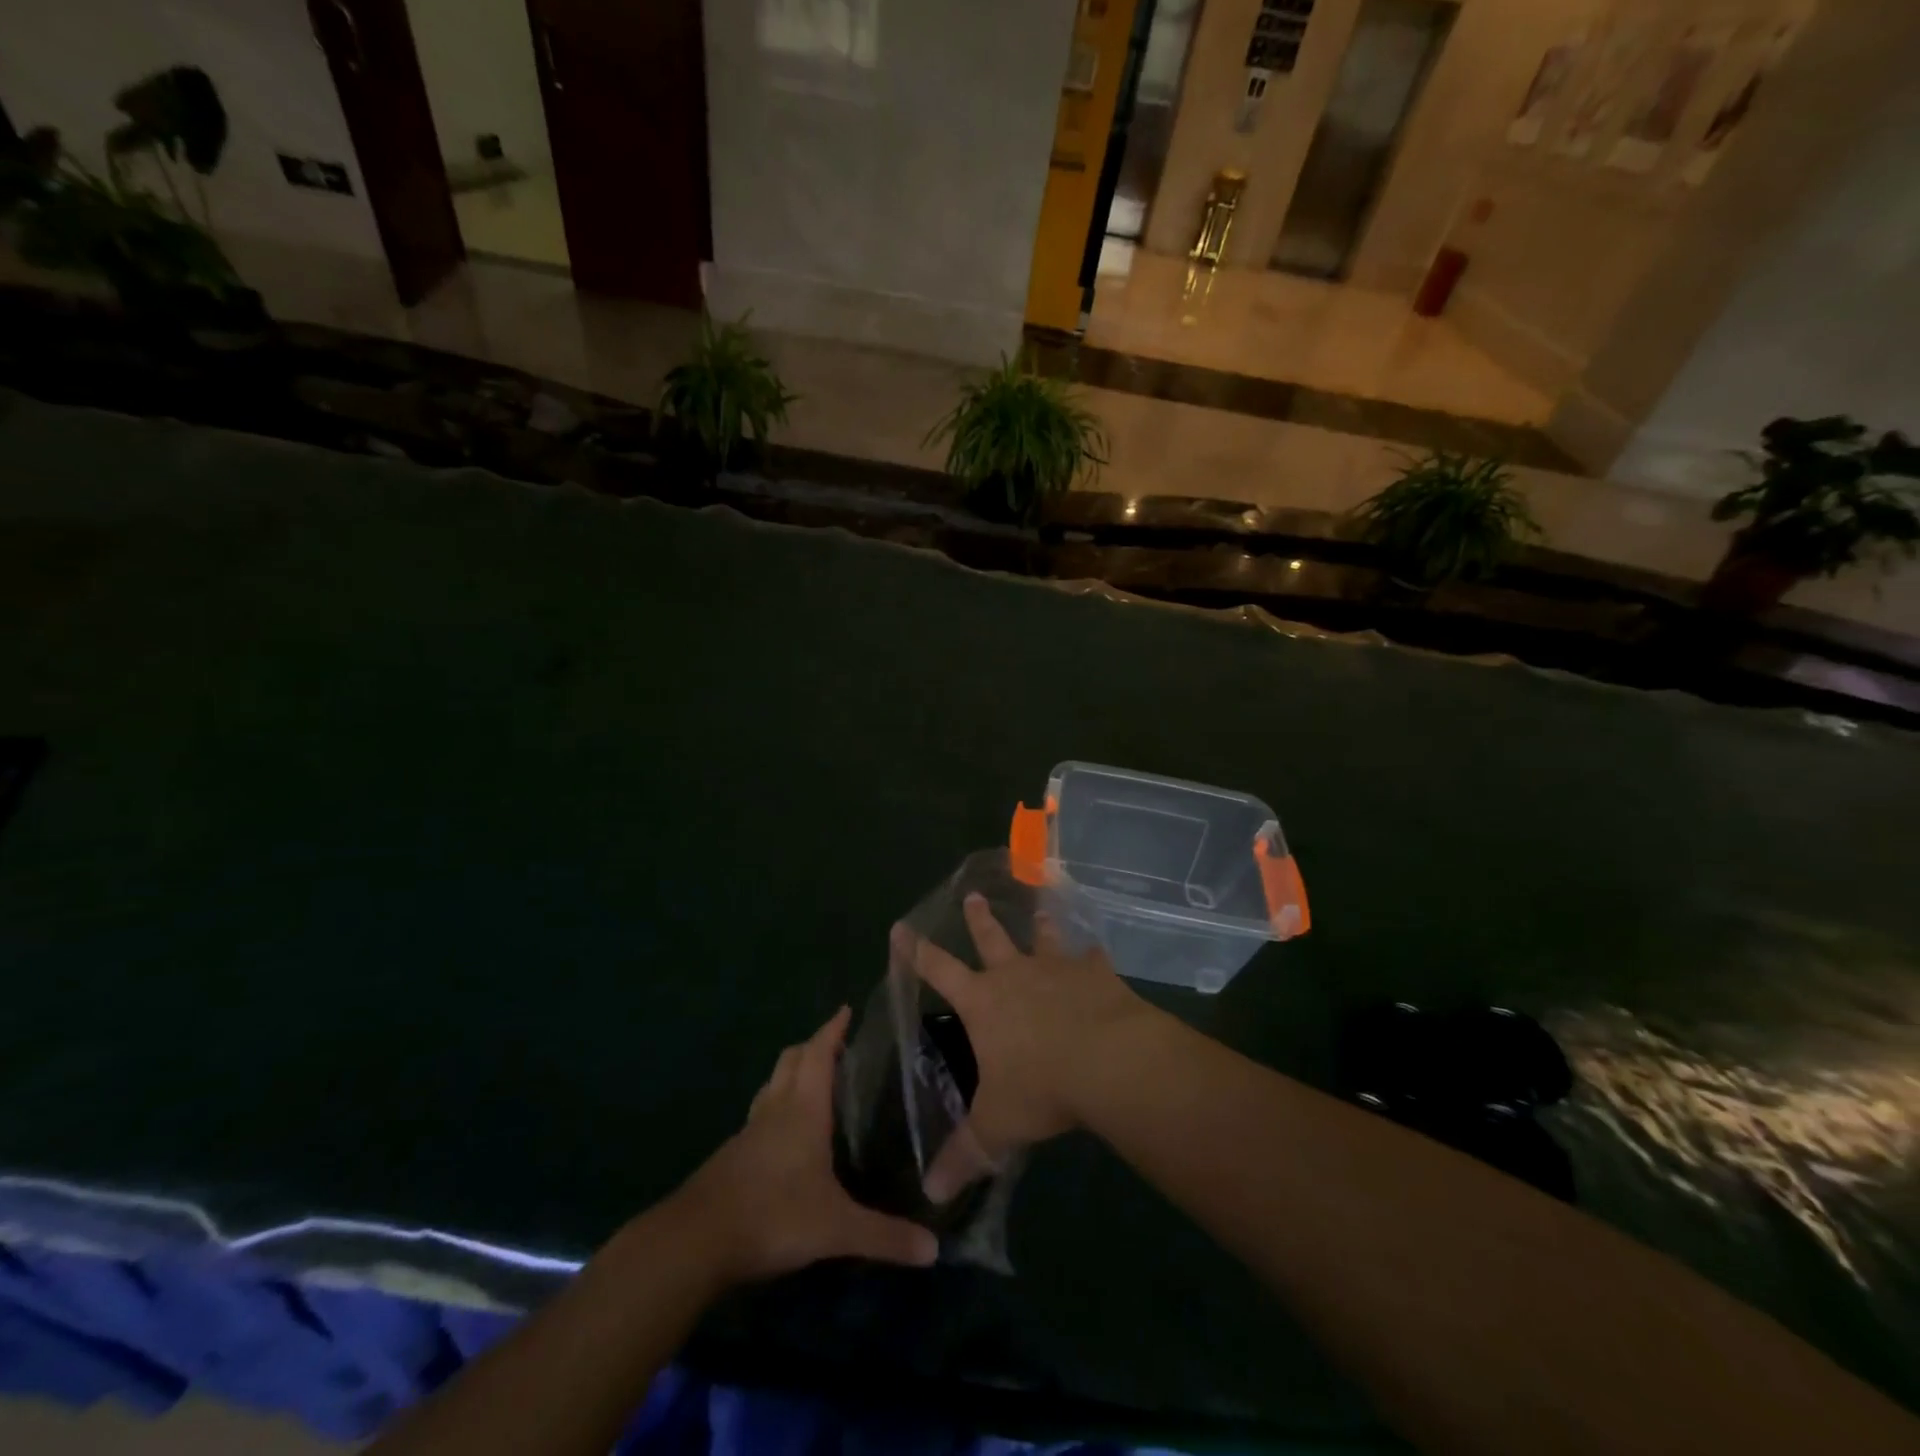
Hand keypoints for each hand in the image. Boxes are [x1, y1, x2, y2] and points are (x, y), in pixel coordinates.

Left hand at [677, 1007, 938, 1281]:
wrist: (695, 1242)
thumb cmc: (772, 1216)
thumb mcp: (836, 1229)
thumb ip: (884, 1236)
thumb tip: (934, 1249)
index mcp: (803, 1110)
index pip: (819, 1054)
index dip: (833, 1029)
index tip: (845, 1009)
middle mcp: (776, 1110)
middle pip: (791, 1060)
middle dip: (812, 1045)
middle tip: (835, 1045)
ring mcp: (749, 1132)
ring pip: (772, 1086)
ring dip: (792, 1073)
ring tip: (812, 1081)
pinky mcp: (732, 1157)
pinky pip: (760, 1116)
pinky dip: (777, 1108)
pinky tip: (785, 1135)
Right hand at [893, 893, 1164, 1202]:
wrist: (1108, 1060)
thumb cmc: (1042, 1088)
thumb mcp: (997, 1127)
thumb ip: (964, 1156)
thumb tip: (930, 1195)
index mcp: (983, 1002)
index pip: (938, 970)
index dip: (916, 951)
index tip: (901, 926)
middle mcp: (1016, 975)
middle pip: (991, 939)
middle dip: (978, 919)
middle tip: (972, 896)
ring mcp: (1058, 969)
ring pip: (1043, 939)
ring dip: (1039, 925)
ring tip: (1040, 909)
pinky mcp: (1097, 974)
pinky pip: (1092, 958)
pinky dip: (1092, 955)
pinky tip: (1097, 950)